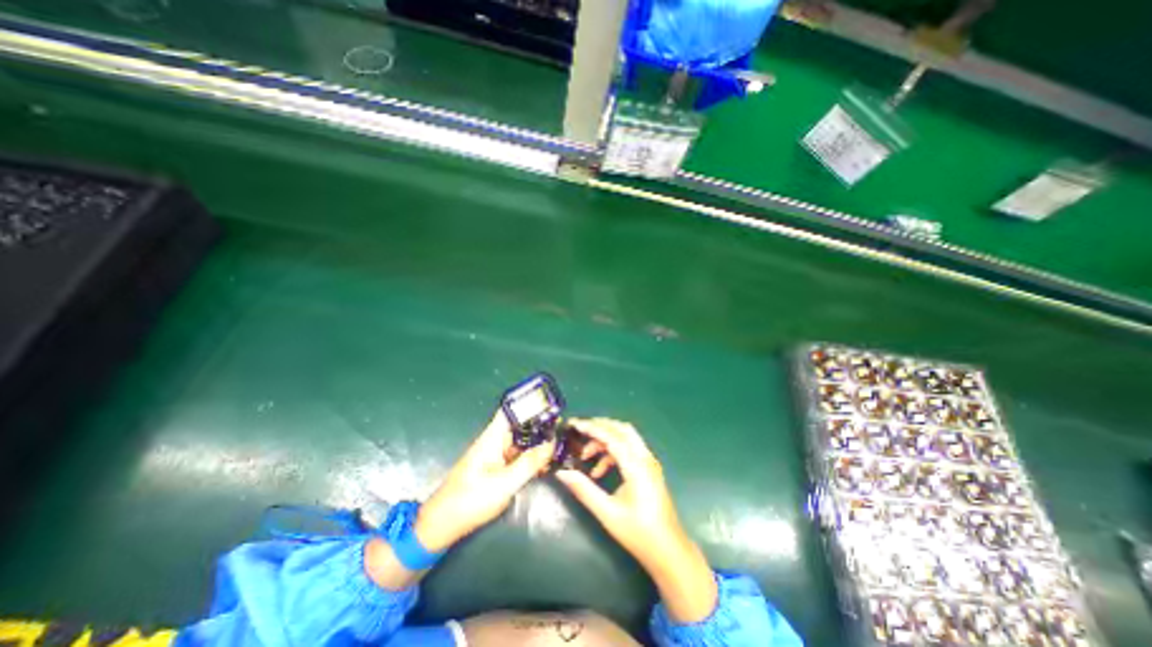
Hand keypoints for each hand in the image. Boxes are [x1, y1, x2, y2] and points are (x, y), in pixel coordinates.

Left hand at [413, 411, 558, 552]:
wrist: (441, 526)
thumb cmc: (470, 501)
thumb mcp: (504, 484)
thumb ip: (529, 463)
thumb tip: (551, 444)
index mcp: (492, 438)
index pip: (511, 410)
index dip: (529, 403)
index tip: (550, 404)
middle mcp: (495, 442)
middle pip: (519, 426)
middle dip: (539, 425)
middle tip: (563, 429)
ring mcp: (495, 455)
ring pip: (521, 442)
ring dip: (538, 443)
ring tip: (560, 445)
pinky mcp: (496, 469)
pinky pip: (518, 457)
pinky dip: (531, 458)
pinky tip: (546, 463)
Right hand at [552, 416, 716, 623]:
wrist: (669, 551)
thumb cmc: (639, 533)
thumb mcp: (607, 513)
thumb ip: (584, 490)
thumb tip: (562, 472)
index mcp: (636, 466)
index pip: (612, 437)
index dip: (591, 428)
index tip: (573, 424)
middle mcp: (645, 458)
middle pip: (621, 429)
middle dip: (600, 427)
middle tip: (579, 431)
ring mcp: (649, 462)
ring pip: (626, 438)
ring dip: (605, 441)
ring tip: (586, 456)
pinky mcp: (648, 469)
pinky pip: (629, 450)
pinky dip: (612, 452)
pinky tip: (599, 471)